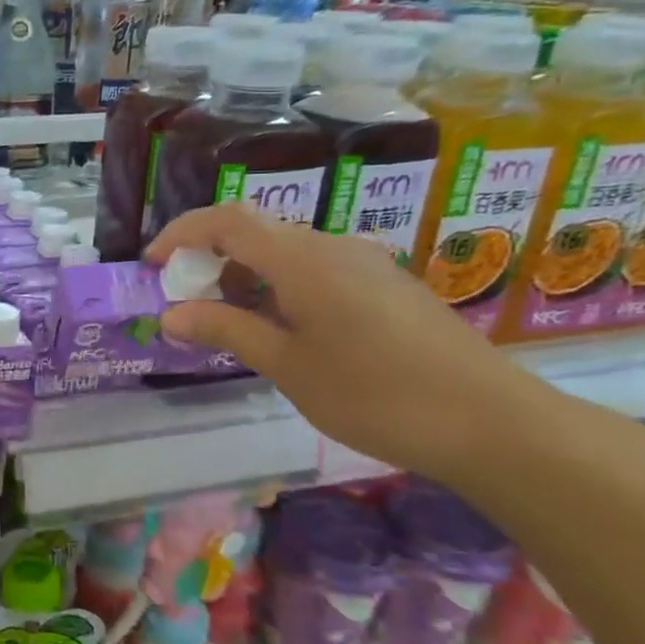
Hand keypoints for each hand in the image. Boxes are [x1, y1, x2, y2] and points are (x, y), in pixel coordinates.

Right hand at [146, 204, 549, 485]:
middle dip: (208, 258)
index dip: (181, 233)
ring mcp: (364, 264)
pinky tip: (280, 330)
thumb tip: (171, 314)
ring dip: (244, 276)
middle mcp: (332, 247)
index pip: (226, 220)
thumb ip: (226, 330)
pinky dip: (278, 288)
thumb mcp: (287, 365)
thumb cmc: (375, 394)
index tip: (152, 265)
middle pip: (255, 231)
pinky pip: (314, 270)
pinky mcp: (384, 287)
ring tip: (226, 323)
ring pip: (285, 252)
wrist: (492, 422)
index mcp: (302, 259)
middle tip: (185, 303)